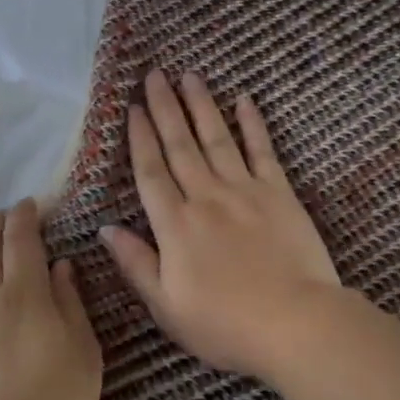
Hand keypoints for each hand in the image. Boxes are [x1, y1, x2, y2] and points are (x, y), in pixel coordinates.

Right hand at [101, 69, 342, 378]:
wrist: (295, 324)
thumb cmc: (225, 325)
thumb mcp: (167, 307)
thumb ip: (136, 263)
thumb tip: (105, 229)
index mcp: (175, 225)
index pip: (151, 172)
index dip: (140, 137)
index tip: (133, 108)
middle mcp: (205, 197)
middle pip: (180, 145)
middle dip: (165, 107)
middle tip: (155, 75)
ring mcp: (244, 191)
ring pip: (216, 139)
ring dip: (201, 105)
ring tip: (189, 75)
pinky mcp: (279, 193)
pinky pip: (262, 151)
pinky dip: (253, 124)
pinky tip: (244, 100)